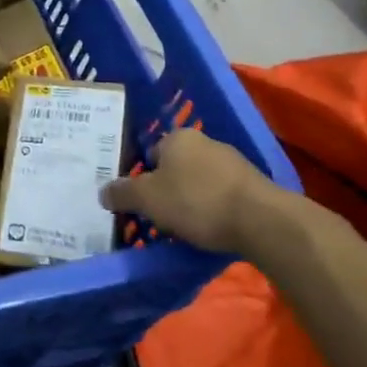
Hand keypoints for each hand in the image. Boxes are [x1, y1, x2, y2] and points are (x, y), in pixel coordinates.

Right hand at [101, 128, 286, 253]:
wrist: (263, 221)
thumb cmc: (197, 201)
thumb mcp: (147, 199)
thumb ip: (122, 194)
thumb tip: (103, 192)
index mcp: (178, 138)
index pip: (151, 153)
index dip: (144, 179)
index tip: (143, 203)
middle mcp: (205, 142)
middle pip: (176, 167)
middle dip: (169, 190)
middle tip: (162, 217)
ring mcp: (233, 162)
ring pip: (201, 181)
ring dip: (194, 200)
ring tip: (189, 228)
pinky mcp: (254, 185)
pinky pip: (223, 195)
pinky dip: (216, 209)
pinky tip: (214, 229)